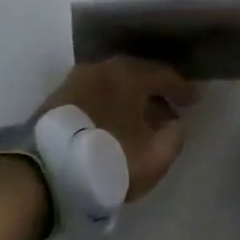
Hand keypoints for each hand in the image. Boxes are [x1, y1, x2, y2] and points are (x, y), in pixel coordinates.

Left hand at [38, 57, 198, 200]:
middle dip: (154, 92)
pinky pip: (94, 96)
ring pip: (113, 85)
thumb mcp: (154, 156)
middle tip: (169, 109)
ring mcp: (75, 81)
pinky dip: (109, 106)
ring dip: (129, 100)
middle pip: (137, 75)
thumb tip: (175, 123)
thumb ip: (174, 137)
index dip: (182, 88)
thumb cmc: (109, 157)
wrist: (45, 171)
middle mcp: (102, 68)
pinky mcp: (56, 100)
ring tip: (140, 120)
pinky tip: (113, 124)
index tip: (195, 100)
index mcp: (129, 74)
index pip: (164, 75)